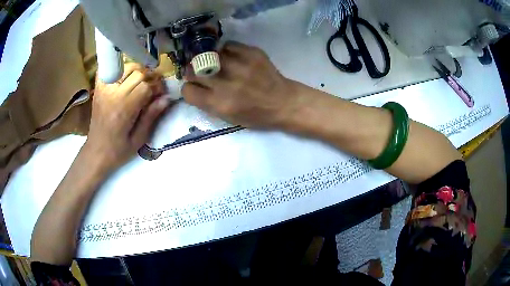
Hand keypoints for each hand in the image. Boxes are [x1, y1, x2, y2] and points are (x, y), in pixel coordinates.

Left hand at [85, 63, 170, 170]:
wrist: (96, 152)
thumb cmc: (118, 150)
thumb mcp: (138, 139)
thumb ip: (151, 116)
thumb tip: (166, 98)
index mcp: (123, 109)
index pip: (145, 85)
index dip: (157, 87)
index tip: (160, 95)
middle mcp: (112, 94)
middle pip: (137, 72)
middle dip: (149, 77)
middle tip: (152, 87)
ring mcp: (104, 89)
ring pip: (126, 67)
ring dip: (137, 71)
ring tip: (140, 82)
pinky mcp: (99, 88)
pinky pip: (111, 69)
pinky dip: (120, 69)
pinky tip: (125, 78)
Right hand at [182, 41, 300, 128]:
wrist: (284, 102)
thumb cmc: (256, 115)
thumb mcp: (228, 118)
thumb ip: (208, 102)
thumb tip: (193, 85)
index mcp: (219, 104)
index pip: (188, 90)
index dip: (189, 88)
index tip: (194, 86)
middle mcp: (226, 83)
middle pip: (193, 69)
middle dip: (192, 70)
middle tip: (200, 71)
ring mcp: (239, 65)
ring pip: (208, 54)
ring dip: (208, 59)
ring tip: (216, 63)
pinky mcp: (252, 53)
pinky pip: (228, 45)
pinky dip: (225, 50)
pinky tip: (231, 57)